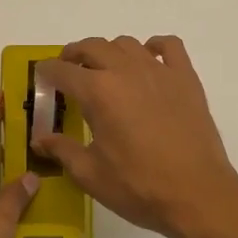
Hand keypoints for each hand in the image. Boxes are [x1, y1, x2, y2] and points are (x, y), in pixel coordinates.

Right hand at [32, 36, 237, 237]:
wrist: (197, 194)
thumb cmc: (139, 187)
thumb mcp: (90, 174)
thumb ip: (62, 150)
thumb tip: (40, 139)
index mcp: (98, 92)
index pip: (63, 70)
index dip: (47, 72)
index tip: (43, 78)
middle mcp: (126, 71)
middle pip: (93, 47)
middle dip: (75, 55)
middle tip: (69, 71)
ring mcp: (159, 71)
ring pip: (127, 43)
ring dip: (110, 51)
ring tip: (106, 70)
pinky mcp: (186, 78)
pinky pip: (169, 46)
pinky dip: (154, 46)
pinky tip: (149, 60)